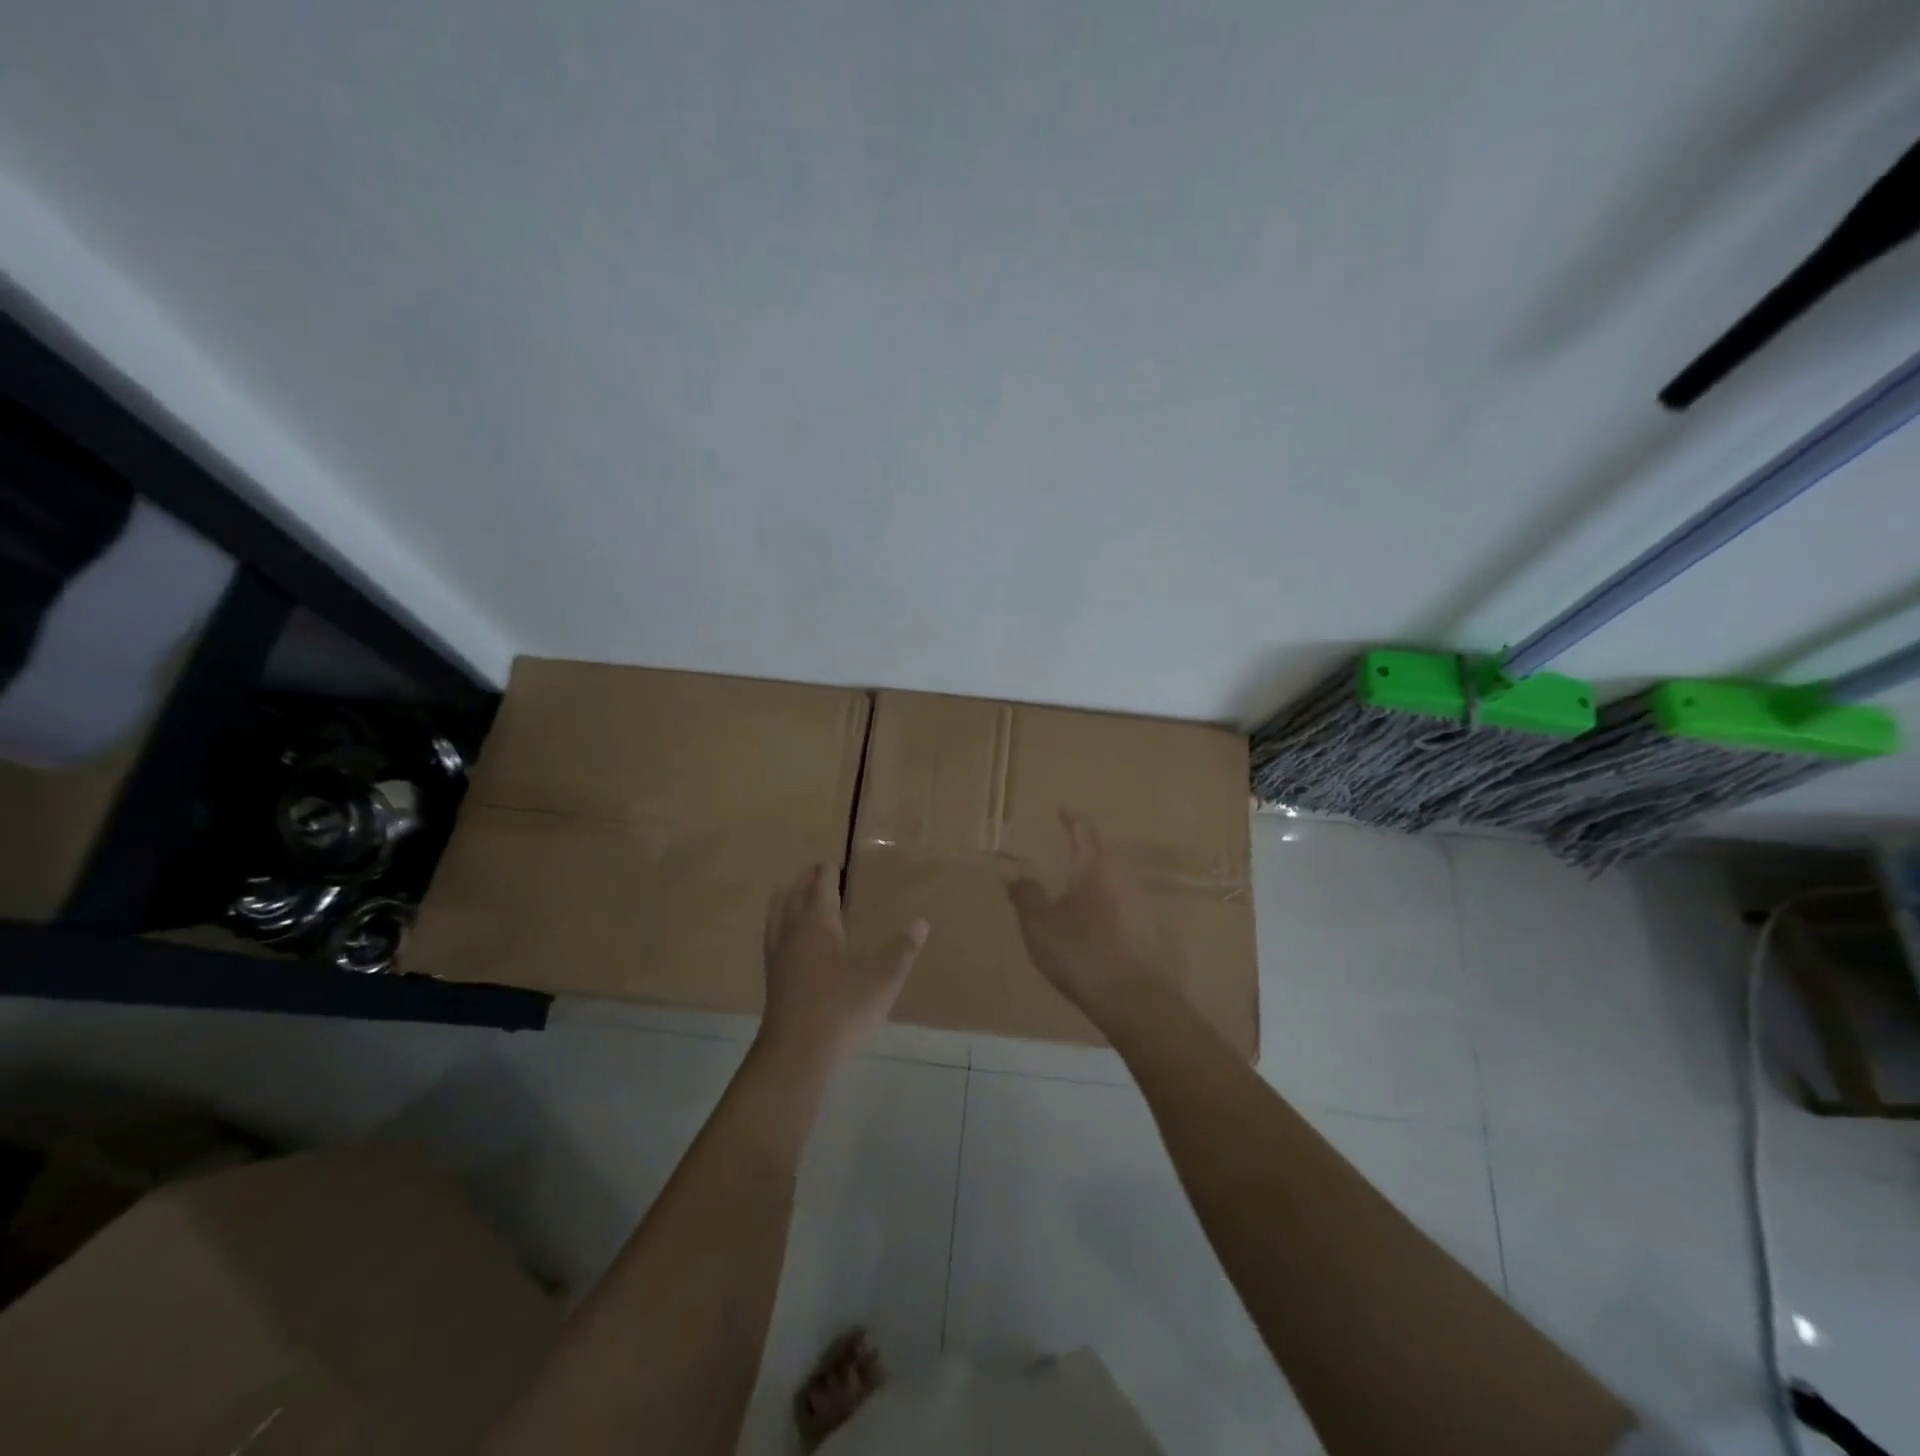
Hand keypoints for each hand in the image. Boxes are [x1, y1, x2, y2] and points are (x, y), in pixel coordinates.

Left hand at [758, 864, 928, 1069]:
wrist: (798, 1054)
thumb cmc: (843, 1007)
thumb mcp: (883, 977)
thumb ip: (902, 948)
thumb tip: (921, 922)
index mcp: (816, 922)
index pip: (820, 885)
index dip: (827, 872)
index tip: (831, 862)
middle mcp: (792, 933)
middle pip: (792, 896)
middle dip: (803, 882)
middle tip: (813, 872)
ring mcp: (778, 958)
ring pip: (776, 917)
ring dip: (785, 902)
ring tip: (792, 896)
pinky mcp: (773, 982)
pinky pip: (773, 940)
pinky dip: (780, 928)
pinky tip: (792, 944)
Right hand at [1007, 812, 1176, 1022]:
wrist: (1133, 999)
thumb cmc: (1081, 952)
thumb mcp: (1039, 925)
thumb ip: (1026, 895)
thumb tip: (1014, 874)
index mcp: (1096, 866)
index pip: (1083, 830)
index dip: (1071, 819)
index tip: (1062, 811)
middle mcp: (1122, 876)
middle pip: (1102, 855)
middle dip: (1083, 853)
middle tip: (1063, 854)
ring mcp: (1141, 903)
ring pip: (1113, 882)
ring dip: (1094, 883)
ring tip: (1074, 893)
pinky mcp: (1150, 930)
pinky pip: (1122, 907)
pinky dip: (1105, 907)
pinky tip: (1093, 926)